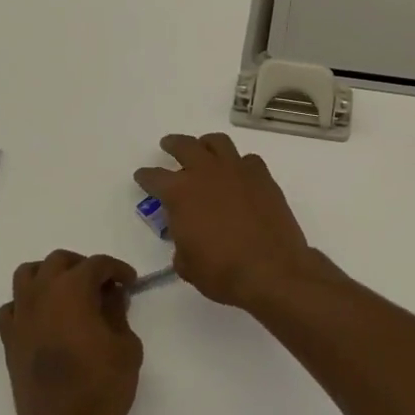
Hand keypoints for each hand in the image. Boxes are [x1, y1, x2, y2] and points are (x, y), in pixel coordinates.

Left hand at [0, 251, 143, 414]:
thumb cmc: (101, 388)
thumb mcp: (126, 347)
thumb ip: (118, 313)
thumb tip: (111, 296)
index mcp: (73, 290)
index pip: (97, 264)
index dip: (117, 269)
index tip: (131, 283)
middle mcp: (42, 293)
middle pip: (59, 261)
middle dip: (83, 266)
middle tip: (102, 285)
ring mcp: (21, 315)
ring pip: (27, 274)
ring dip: (49, 275)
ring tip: (68, 293)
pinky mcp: (9, 339)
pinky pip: (12, 307)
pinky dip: (26, 304)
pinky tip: (42, 318)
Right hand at [133, 133, 323, 307]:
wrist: (272, 270)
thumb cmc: (222, 271)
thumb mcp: (187, 264)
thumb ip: (181, 244)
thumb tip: (188, 238)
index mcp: (180, 193)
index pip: (154, 177)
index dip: (145, 177)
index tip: (142, 176)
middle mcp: (206, 173)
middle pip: (184, 146)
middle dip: (173, 144)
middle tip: (168, 145)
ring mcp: (237, 171)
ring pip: (217, 142)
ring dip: (206, 144)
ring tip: (204, 149)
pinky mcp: (263, 177)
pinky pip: (248, 160)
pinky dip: (240, 164)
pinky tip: (239, 174)